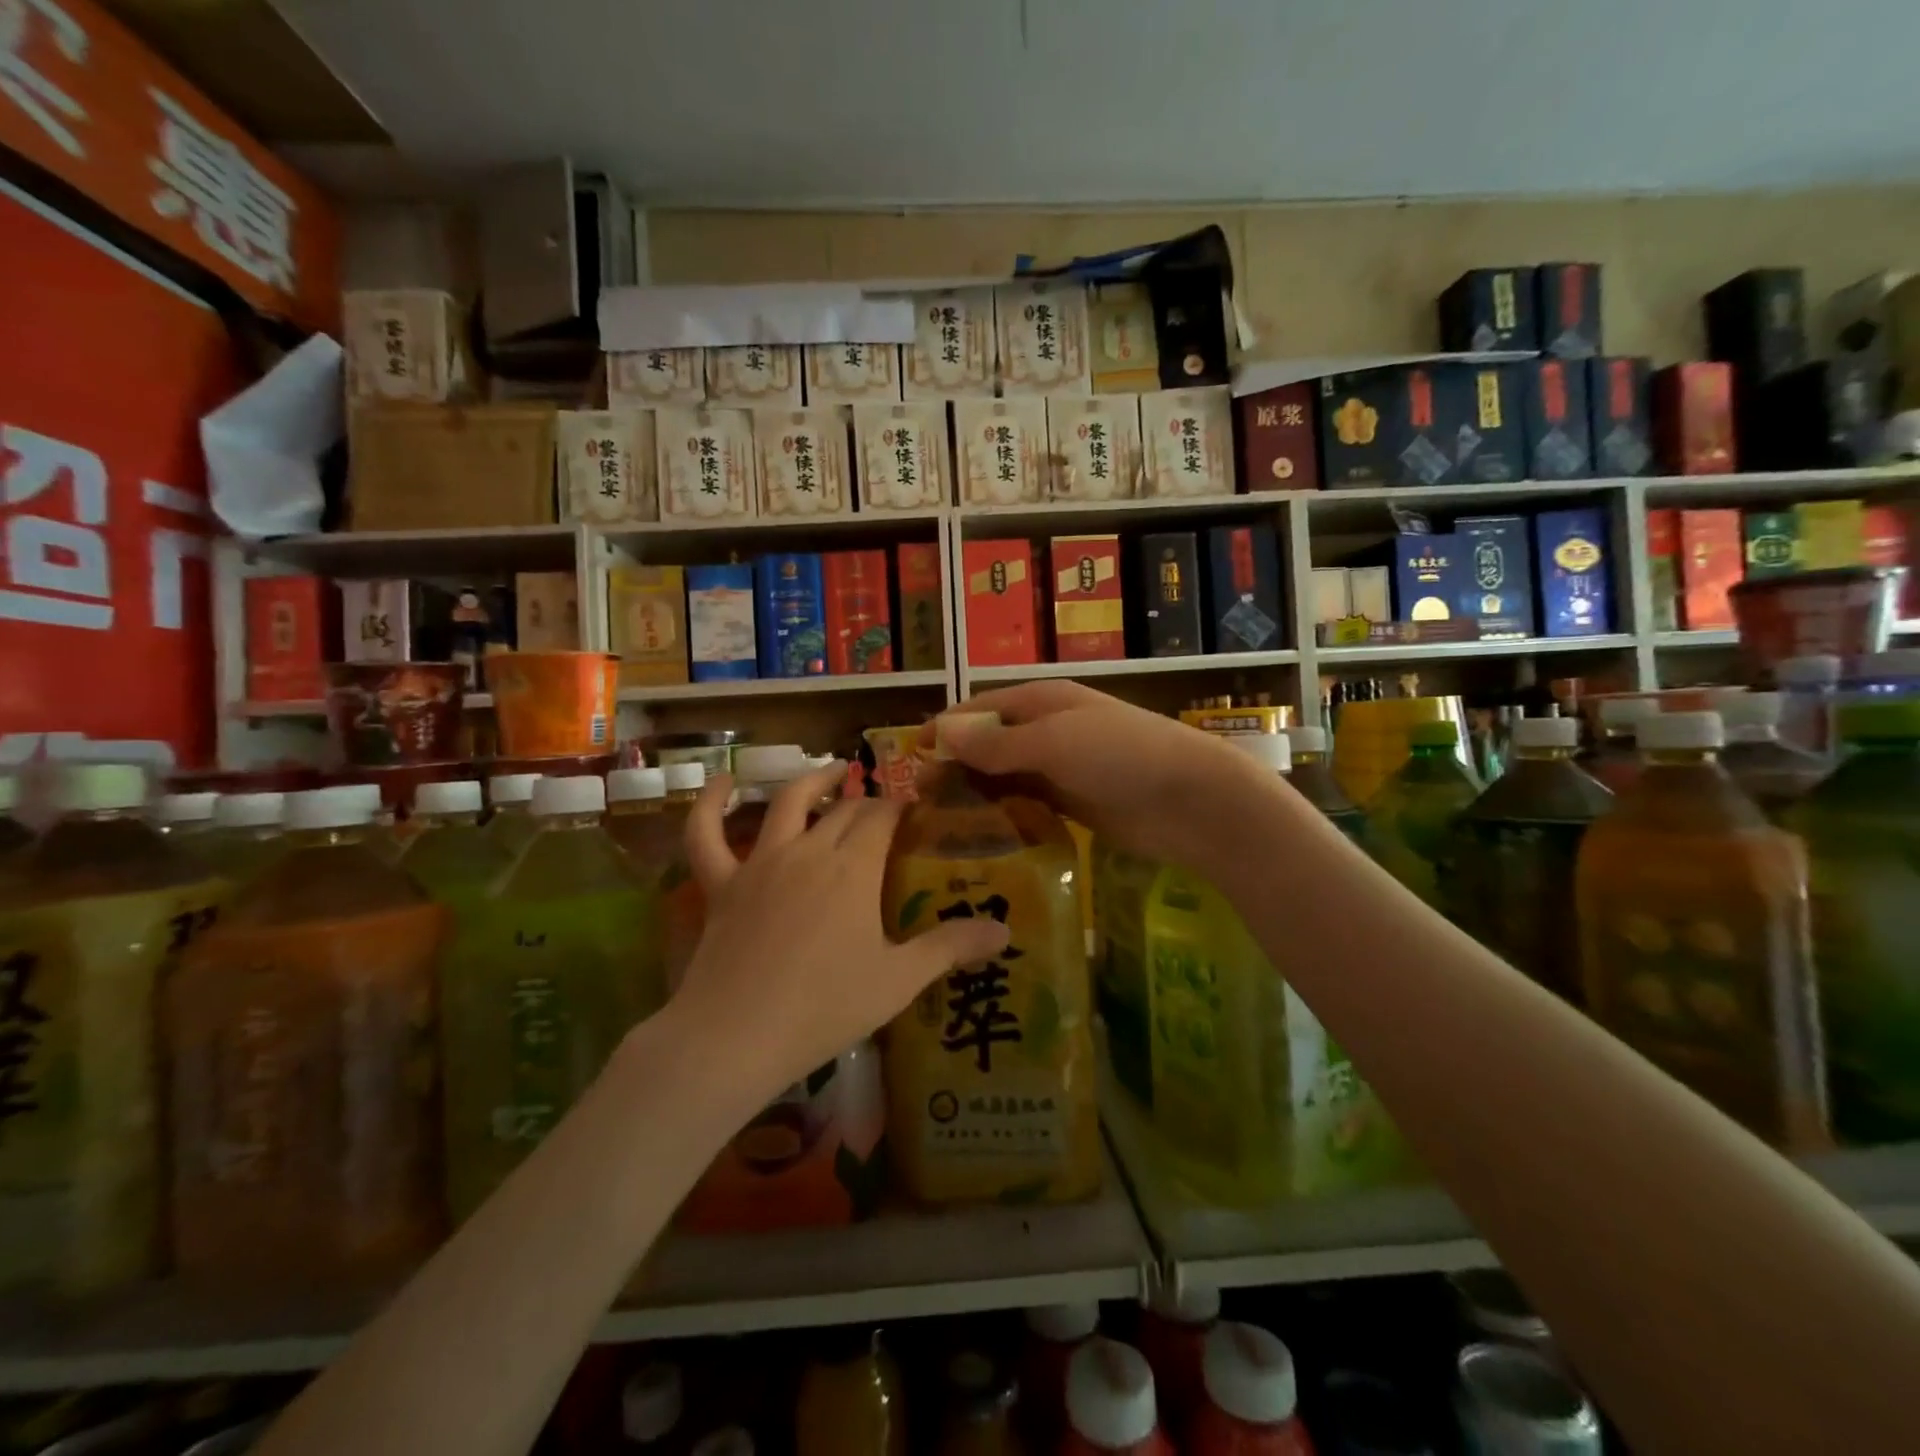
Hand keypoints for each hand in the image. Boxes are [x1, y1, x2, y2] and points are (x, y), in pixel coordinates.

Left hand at [673, 763, 1010, 1103]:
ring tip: (832, 771)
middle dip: (866, 802)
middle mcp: (809, 851)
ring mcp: (760, 863)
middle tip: (882, 809)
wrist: (736, 1036)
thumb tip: (1005, 931)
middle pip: (843, 811)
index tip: (913, 810)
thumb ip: (951, 948)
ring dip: (812, 782)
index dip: (899, 808)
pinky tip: (720, 779)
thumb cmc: (825, 1008)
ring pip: (787, 804)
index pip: (882, 818)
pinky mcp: (721, 883)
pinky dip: (709, 803)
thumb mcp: (898, 980)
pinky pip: (706, 834)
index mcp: (853, 868)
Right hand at [930, 681, 1279, 867]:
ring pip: (1004, 776)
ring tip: (939, 823)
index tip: (910, 757)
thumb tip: (942, 731)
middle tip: (920, 801)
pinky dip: (1002, 813)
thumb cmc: (1121, 757)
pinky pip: (1026, 803)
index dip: (944, 730)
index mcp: (1041, 702)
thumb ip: (998, 743)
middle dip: (955, 766)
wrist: (1190, 800)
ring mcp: (1060, 768)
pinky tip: (980, 835)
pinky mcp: (1072, 803)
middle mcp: (1046, 730)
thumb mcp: (1054, 742)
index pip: (980, 710)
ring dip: (975, 793)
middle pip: (988, 744)